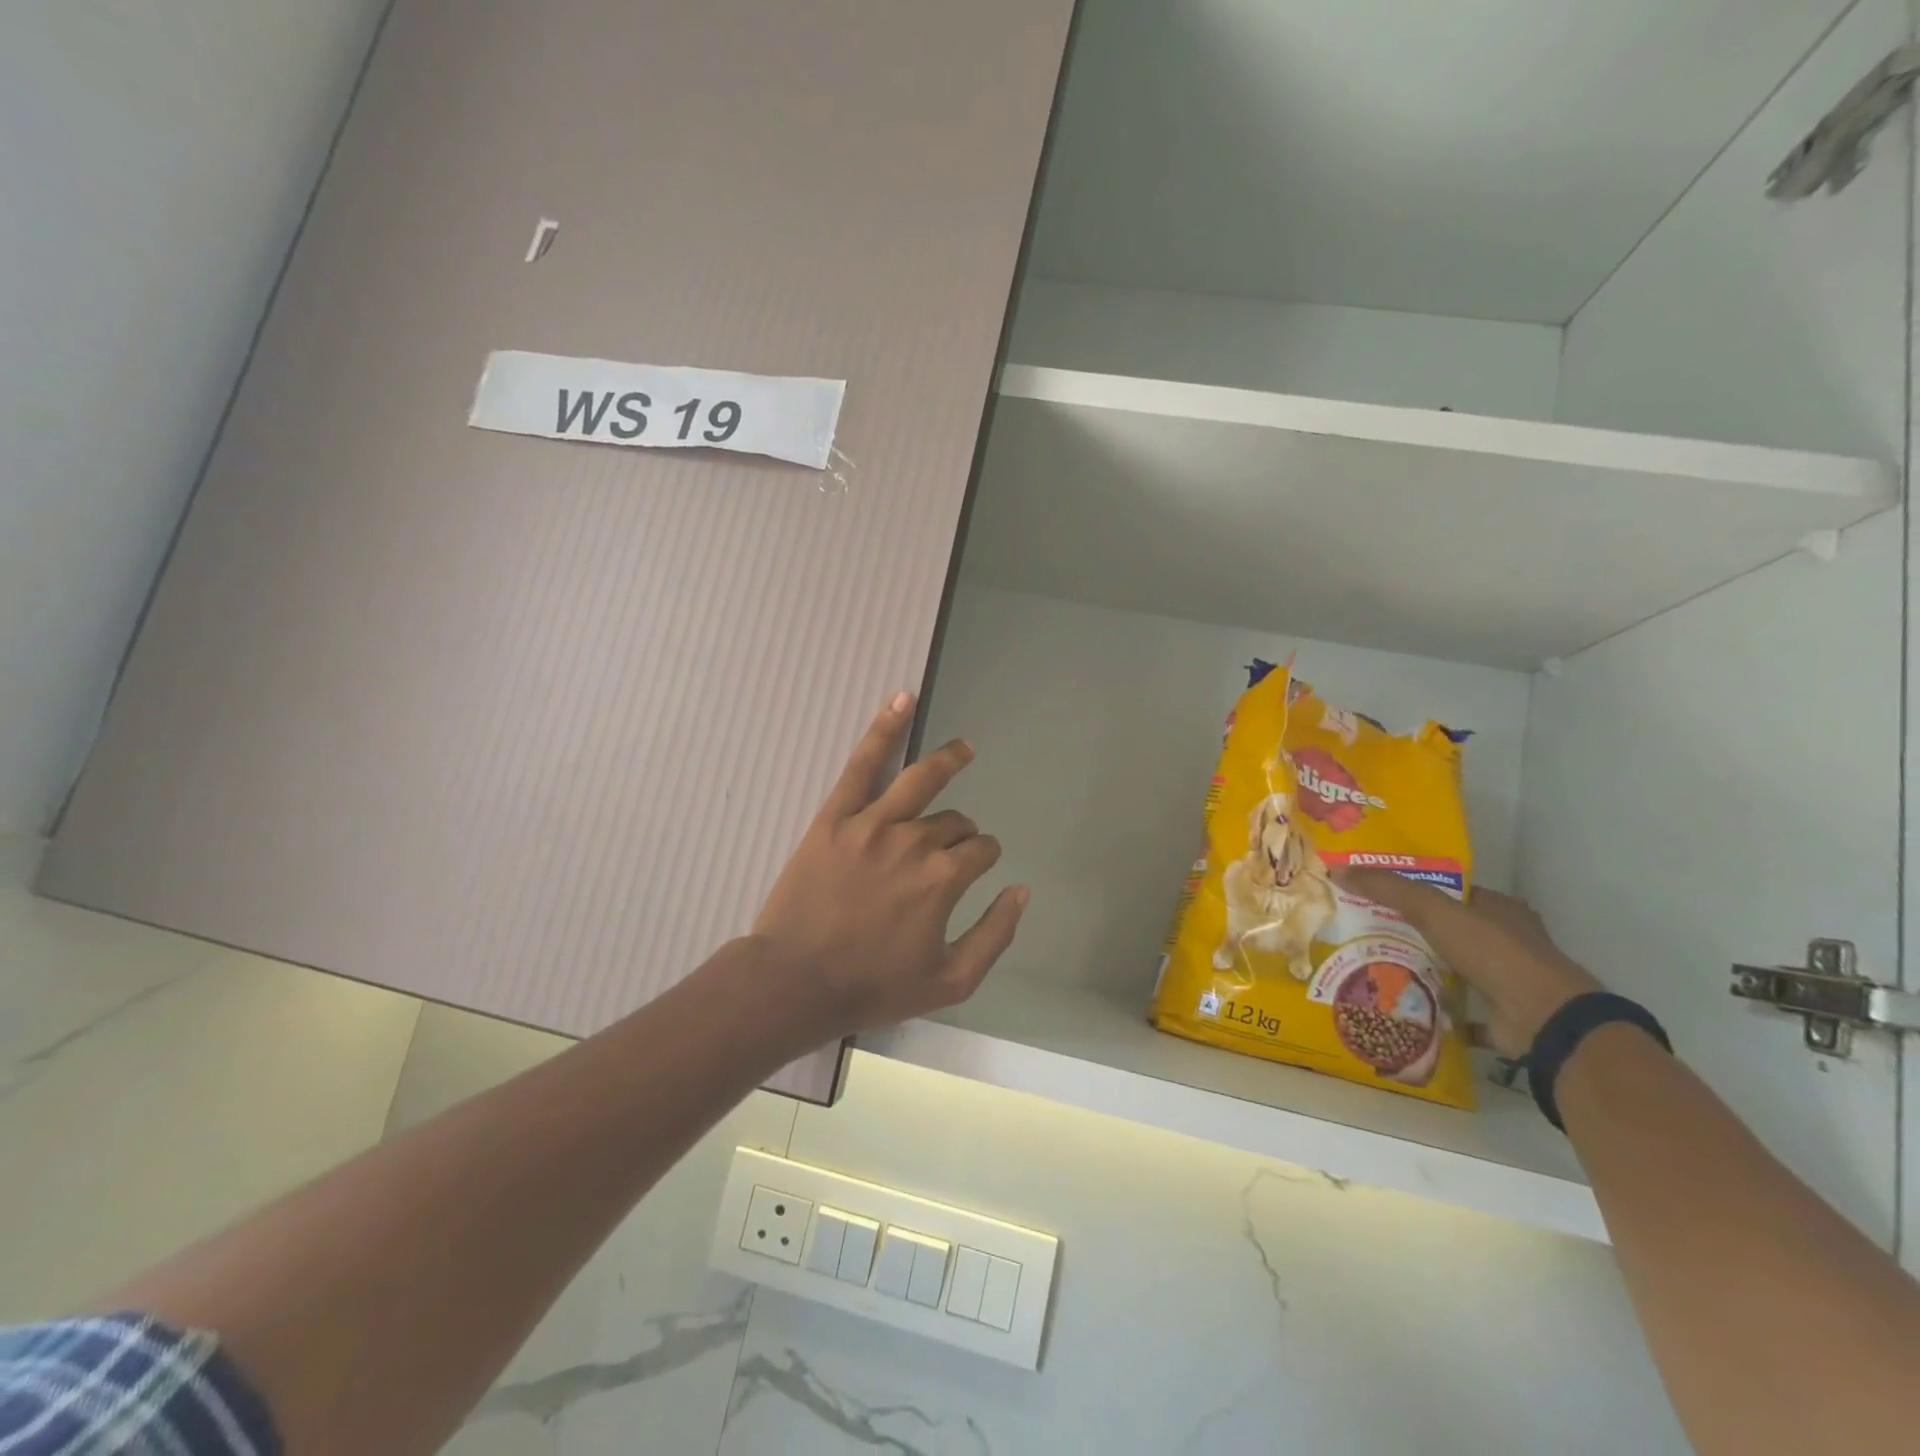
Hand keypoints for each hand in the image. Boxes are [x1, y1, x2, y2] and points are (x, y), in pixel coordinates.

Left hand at [752, 692, 1028, 1039]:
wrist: (795, 982)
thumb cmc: (873, 986)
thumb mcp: (951, 981)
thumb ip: (995, 935)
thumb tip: (1022, 891)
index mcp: (944, 879)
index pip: (981, 850)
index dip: (985, 857)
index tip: (976, 865)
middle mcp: (915, 842)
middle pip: (954, 822)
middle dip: (962, 832)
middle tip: (952, 847)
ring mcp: (873, 824)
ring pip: (922, 780)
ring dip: (949, 760)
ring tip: (964, 749)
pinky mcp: (836, 816)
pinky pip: (864, 763)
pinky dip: (885, 727)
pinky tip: (903, 699)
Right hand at [1332, 869, 1600, 1057]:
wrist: (1542, 1018)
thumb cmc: (1492, 951)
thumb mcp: (1432, 909)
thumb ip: (1388, 889)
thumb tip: (1338, 869)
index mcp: (1500, 910)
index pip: (1450, 893)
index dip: (1414, 892)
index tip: (1375, 896)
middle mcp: (1508, 942)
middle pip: (1449, 931)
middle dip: (1412, 933)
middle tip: (1365, 932)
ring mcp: (1508, 982)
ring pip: (1454, 970)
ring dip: (1422, 970)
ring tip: (1373, 968)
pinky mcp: (1503, 1017)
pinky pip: (1460, 1010)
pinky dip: (1435, 1010)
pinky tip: (1401, 1007)